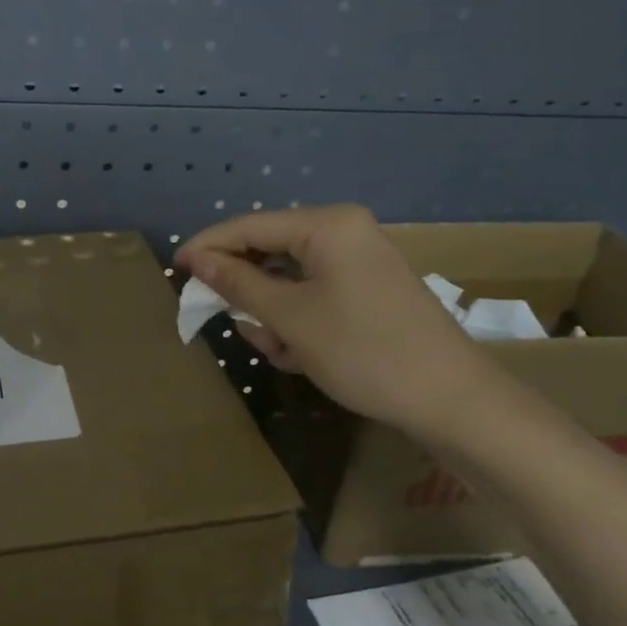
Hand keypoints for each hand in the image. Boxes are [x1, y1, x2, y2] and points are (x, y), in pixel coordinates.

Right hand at [177, 205, 499, 442]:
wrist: (451, 400)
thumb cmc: (363, 351)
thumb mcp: (290, 318)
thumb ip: (238, 284)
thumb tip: (196, 259)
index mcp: (327, 225)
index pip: (250, 225)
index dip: (208, 246)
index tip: (175, 271)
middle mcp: (344, 232)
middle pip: (269, 251)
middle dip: (249, 293)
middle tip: (235, 325)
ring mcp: (358, 261)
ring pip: (288, 279)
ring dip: (273, 315)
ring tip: (282, 351)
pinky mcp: (367, 289)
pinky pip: (313, 294)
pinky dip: (298, 321)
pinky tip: (301, 354)